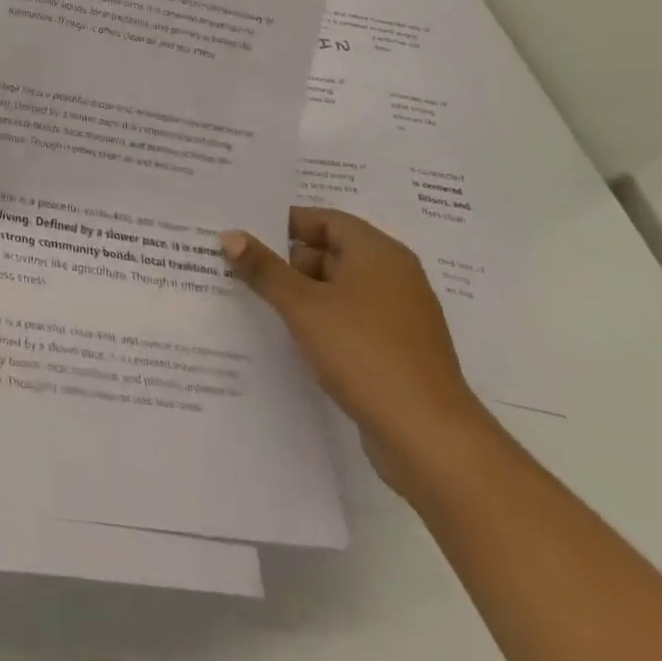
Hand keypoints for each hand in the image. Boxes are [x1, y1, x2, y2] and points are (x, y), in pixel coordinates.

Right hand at [220, 207, 490, 496]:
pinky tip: (292, 339)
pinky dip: (322, 322)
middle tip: (243, 271)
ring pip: (339, 290)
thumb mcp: (303, 306)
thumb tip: (230, 235)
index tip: (246, 236)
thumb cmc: (364, 353)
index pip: (324, 220)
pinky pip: (351, 321)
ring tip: (258, 304)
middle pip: (330, 253)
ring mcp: (400, 317)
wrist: (431, 440)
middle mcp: (394, 276)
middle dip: (287, 262)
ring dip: (302, 295)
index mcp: (378, 252)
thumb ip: (264, 268)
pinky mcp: (398, 352)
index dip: (284, 224)